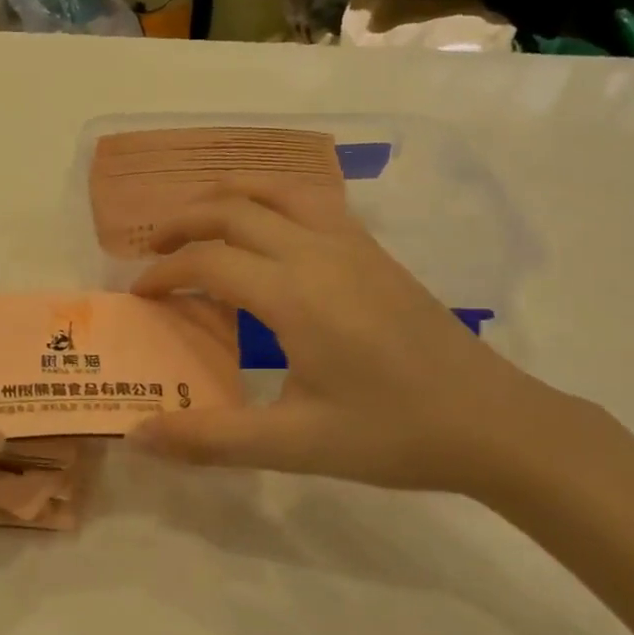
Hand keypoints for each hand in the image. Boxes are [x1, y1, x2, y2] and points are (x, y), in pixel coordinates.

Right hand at [128, 185, 561, 495]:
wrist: (494, 423)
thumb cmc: (393, 435)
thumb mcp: (295, 445)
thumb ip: (211, 438)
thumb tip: (139, 436)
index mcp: (296, 295)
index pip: (208, 261)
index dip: (164, 273)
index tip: (141, 295)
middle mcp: (319, 253)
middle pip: (234, 209)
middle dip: (183, 222)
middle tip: (152, 249)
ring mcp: (353, 245)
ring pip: (277, 189)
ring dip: (228, 196)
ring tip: (199, 220)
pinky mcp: (375, 251)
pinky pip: (312, 200)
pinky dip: (271, 198)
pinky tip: (267, 229)